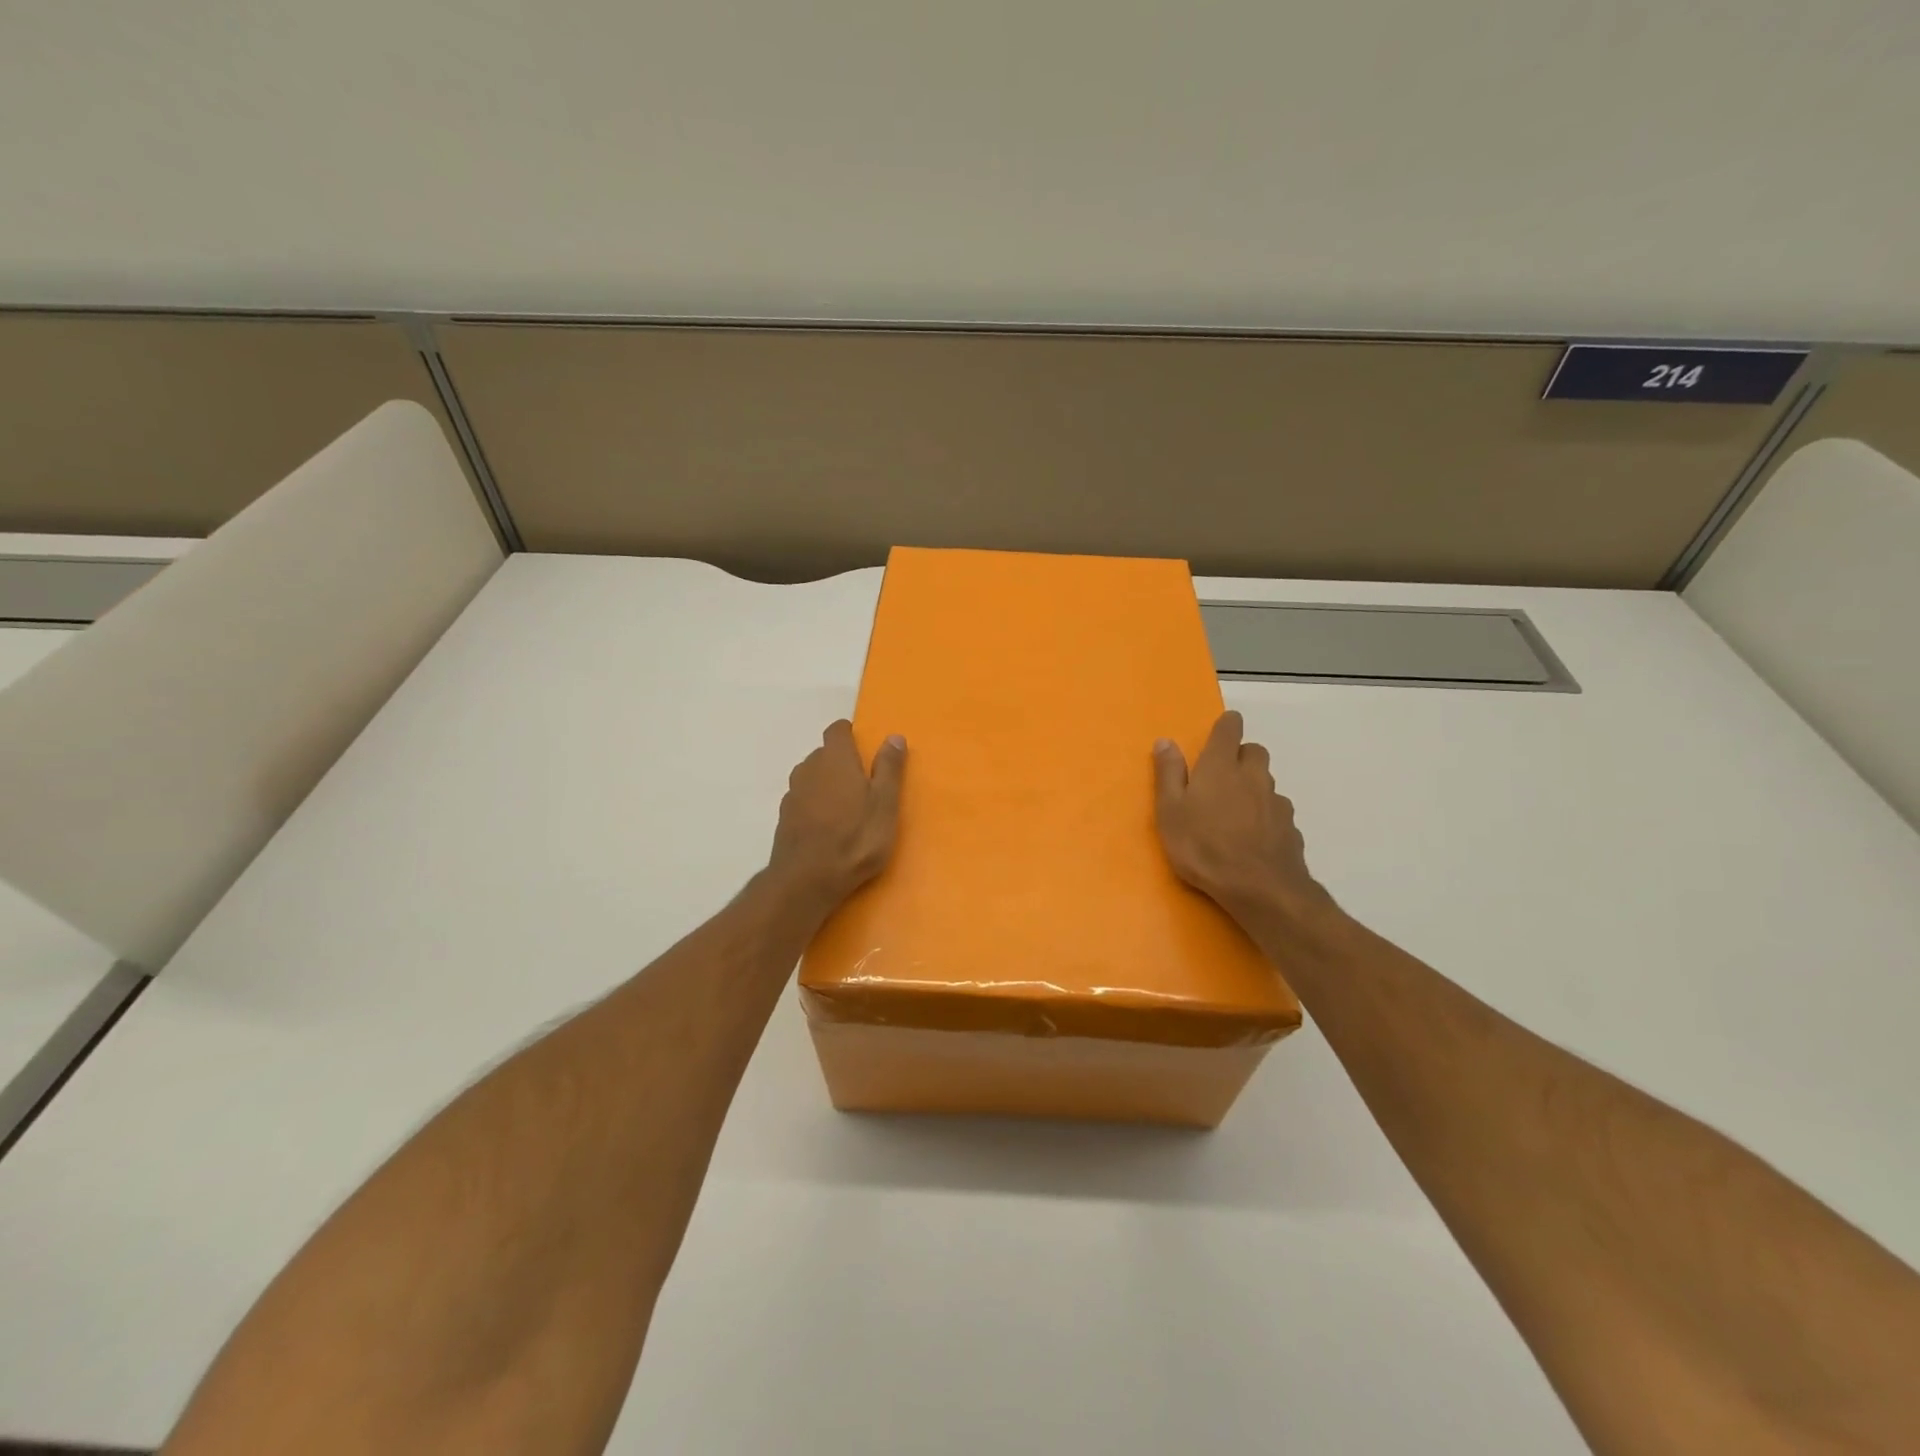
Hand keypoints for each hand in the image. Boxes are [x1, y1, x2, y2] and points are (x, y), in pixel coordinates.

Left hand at [769, 720, 905, 910]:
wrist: (807, 880)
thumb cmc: (855, 838)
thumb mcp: (885, 804)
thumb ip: (889, 768)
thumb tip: (893, 737)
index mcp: (835, 759)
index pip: (837, 730)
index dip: (850, 735)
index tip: (865, 750)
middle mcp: (809, 768)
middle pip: (824, 754)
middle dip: (841, 762)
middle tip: (864, 785)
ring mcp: (793, 793)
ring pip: (812, 777)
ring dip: (827, 784)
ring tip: (847, 807)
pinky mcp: (784, 817)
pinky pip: (803, 800)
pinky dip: (815, 805)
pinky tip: (827, 827)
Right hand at [1153, 711, 1331, 925]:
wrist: (1260, 888)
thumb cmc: (1203, 846)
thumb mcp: (1170, 811)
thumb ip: (1169, 774)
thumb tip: (1166, 741)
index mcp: (1221, 766)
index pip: (1230, 729)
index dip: (1226, 725)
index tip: (1221, 729)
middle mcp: (1253, 776)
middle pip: (1254, 751)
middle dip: (1241, 756)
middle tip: (1221, 776)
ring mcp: (1276, 802)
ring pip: (1266, 782)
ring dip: (1253, 787)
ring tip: (1234, 812)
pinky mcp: (1290, 828)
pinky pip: (1276, 812)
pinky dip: (1265, 816)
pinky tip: (1252, 838)